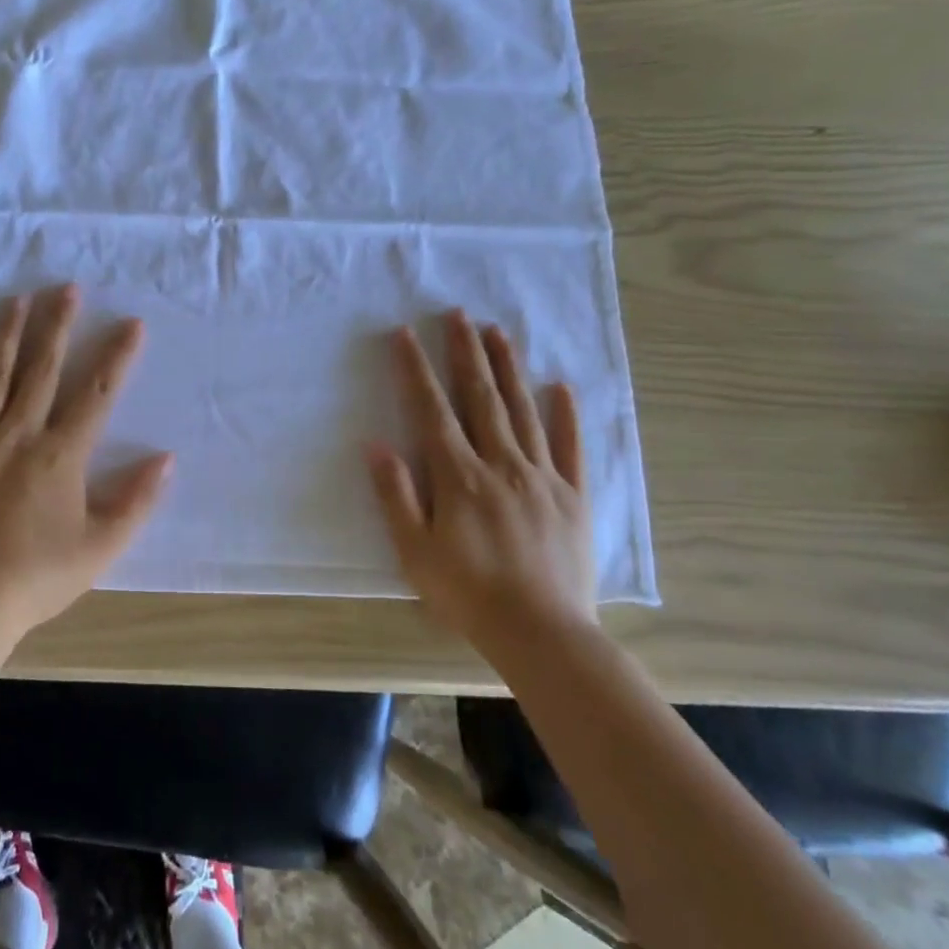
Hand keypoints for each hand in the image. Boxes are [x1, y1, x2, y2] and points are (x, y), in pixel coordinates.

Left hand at [0, 285, 171, 635]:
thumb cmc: (38, 576)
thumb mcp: (102, 546)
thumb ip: (137, 500)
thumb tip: (167, 458)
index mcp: (60, 455)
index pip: (96, 394)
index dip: (117, 357)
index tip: (131, 323)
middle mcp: (18, 435)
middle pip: (41, 370)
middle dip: (57, 326)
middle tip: (66, 288)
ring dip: (6, 336)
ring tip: (15, 300)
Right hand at [365, 309, 597, 649]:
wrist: (542, 634)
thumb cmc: (468, 594)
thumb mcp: (414, 551)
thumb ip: (395, 495)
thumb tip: (375, 444)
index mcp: (459, 477)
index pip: (433, 411)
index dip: (416, 370)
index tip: (406, 334)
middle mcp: (501, 464)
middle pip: (481, 398)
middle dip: (466, 352)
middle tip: (459, 313)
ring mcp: (542, 477)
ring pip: (523, 411)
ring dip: (509, 368)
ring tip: (499, 332)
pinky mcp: (573, 496)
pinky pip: (570, 448)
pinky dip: (566, 415)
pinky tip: (560, 387)